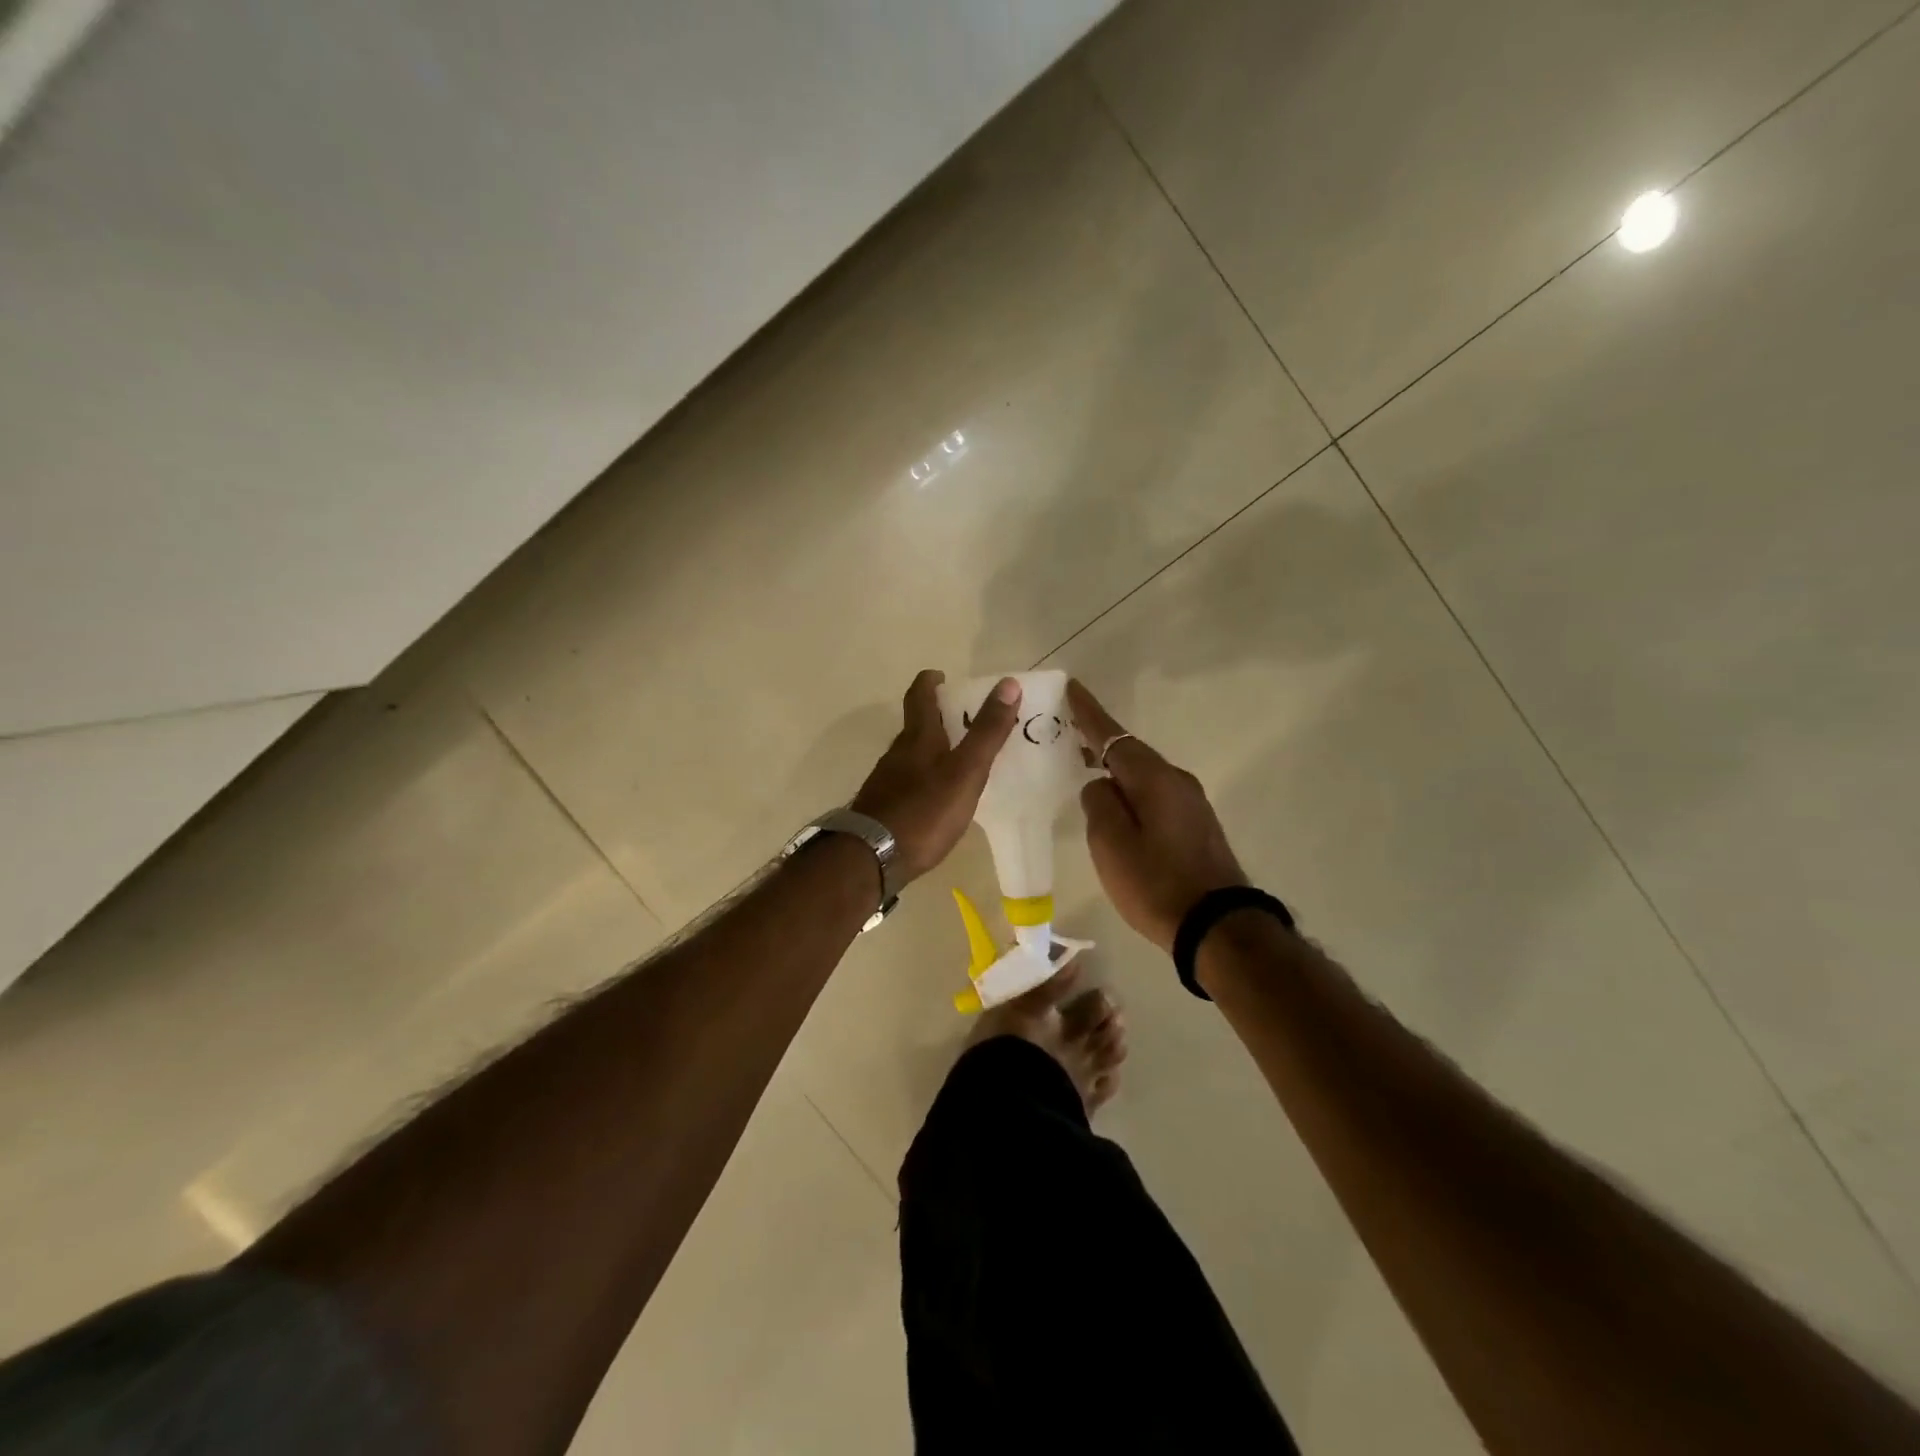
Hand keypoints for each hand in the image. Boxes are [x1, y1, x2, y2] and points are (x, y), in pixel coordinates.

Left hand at [851, 670, 1021, 884]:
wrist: (871, 858)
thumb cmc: (924, 811)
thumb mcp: (965, 771)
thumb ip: (987, 731)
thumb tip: (1008, 684)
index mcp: (918, 738)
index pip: (920, 696)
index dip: (930, 681)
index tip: (943, 676)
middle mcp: (897, 753)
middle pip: (916, 726)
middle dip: (938, 717)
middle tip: (965, 720)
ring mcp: (886, 781)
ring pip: (911, 755)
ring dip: (932, 750)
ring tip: (959, 760)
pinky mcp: (883, 807)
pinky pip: (907, 782)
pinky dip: (924, 779)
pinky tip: (937, 798)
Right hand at [1070, 679, 1247, 951]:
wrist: (1218, 927)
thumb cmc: (1156, 884)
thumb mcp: (1111, 844)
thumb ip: (1099, 804)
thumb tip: (1100, 785)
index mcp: (1153, 779)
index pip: (1113, 736)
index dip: (1089, 714)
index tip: (1071, 687)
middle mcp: (1176, 781)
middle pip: (1130, 753)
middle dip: (1099, 743)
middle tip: (1067, 735)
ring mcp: (1191, 803)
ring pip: (1143, 776)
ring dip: (1115, 770)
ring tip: (1085, 771)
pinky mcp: (1196, 825)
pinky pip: (1155, 795)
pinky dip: (1131, 792)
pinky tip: (1118, 806)